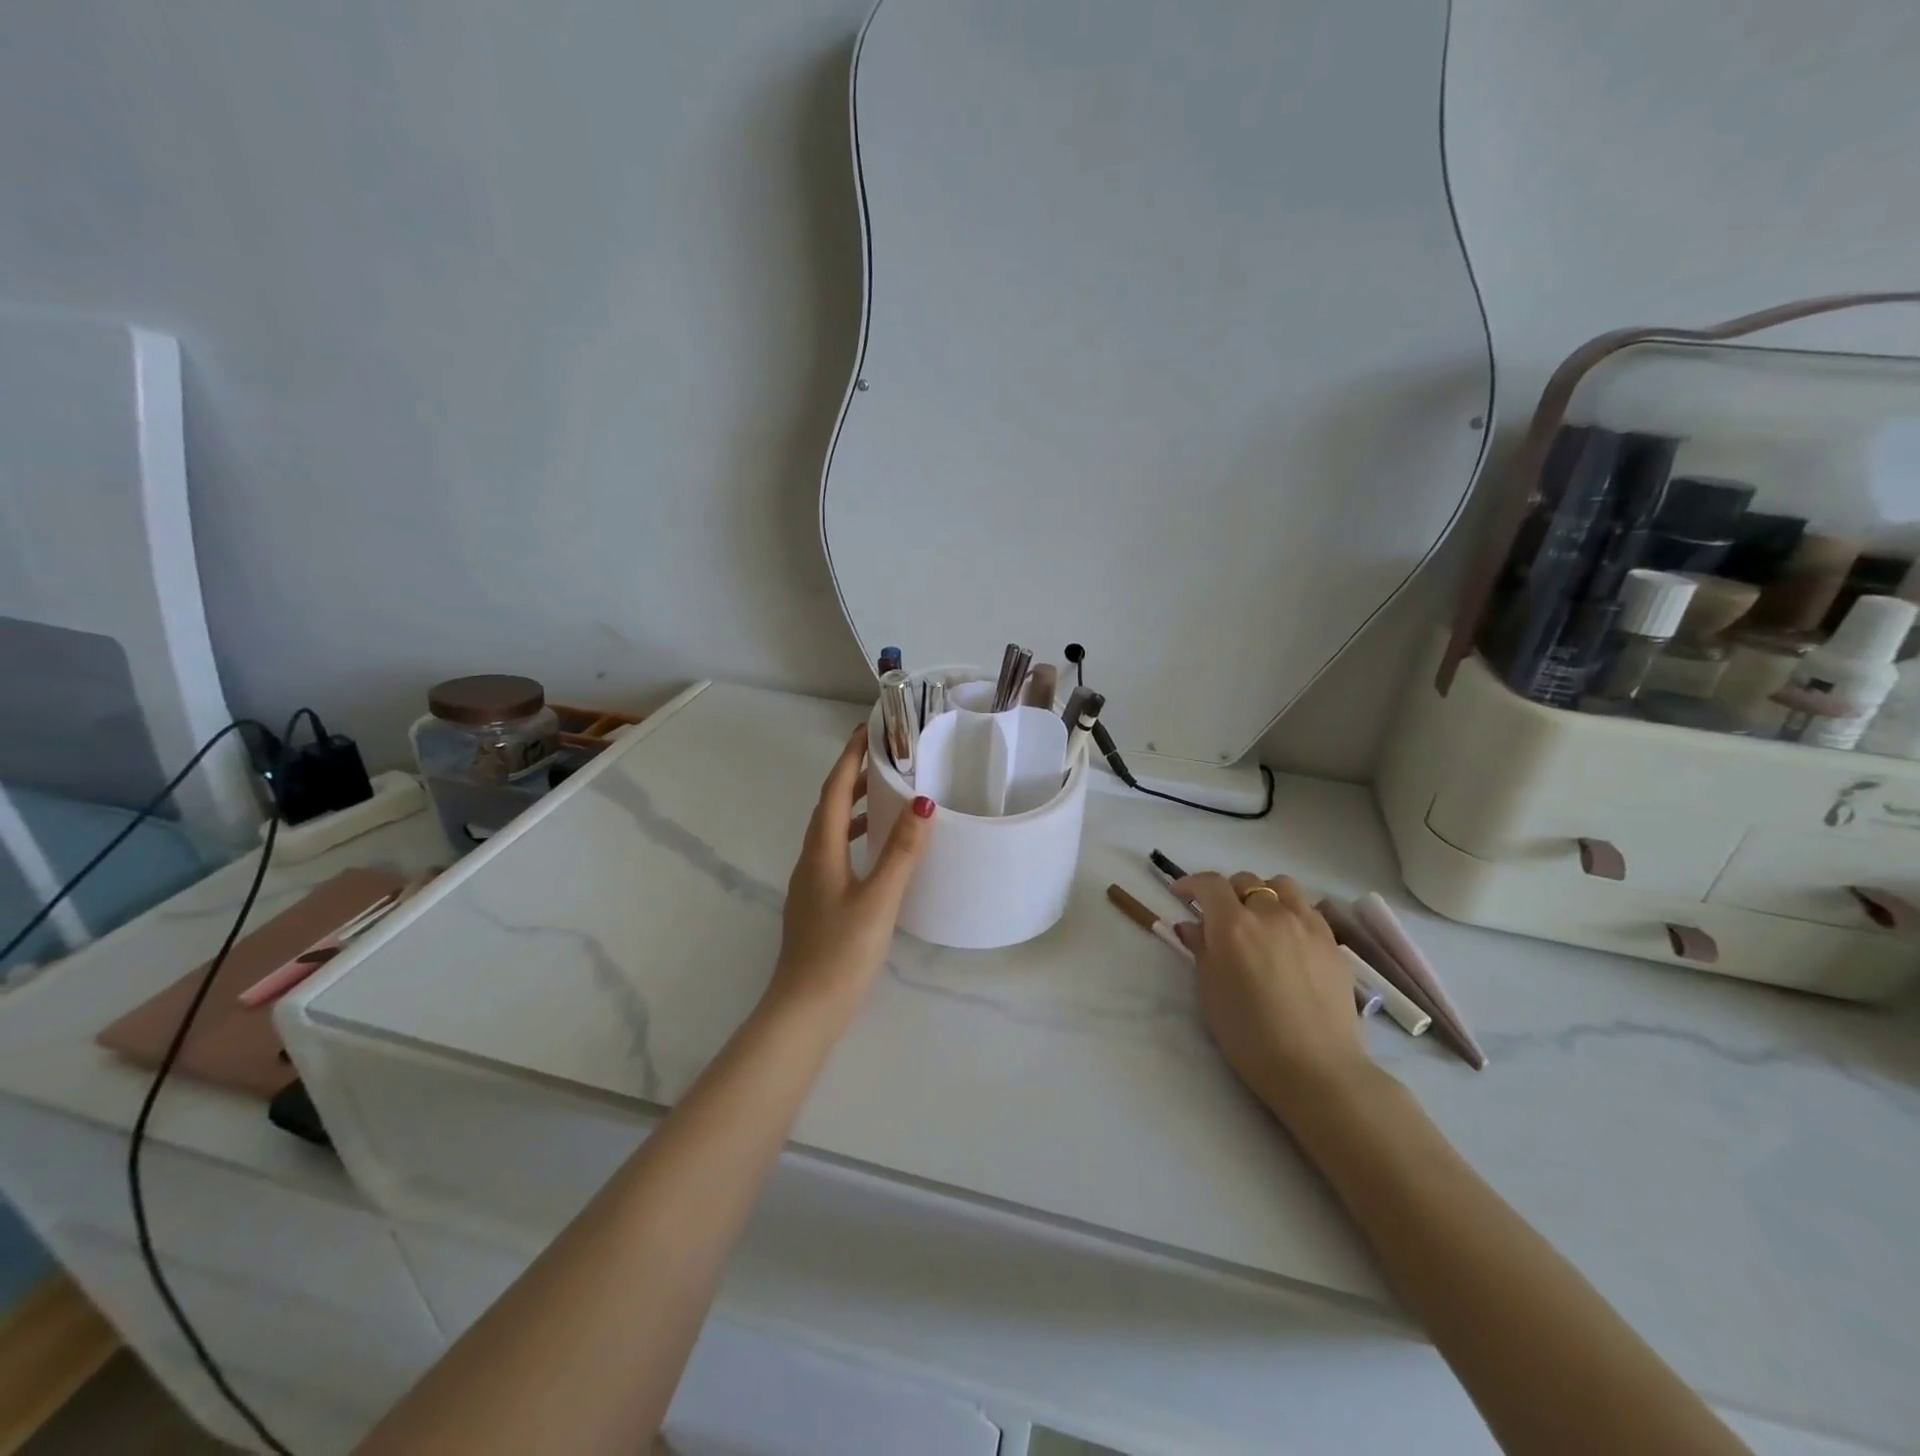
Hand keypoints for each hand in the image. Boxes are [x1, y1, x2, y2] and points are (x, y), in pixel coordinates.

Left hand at [767, 725, 934, 1018]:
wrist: (805, 1010)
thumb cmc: (842, 951)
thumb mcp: (878, 899)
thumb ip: (901, 852)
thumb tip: (923, 803)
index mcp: (820, 852)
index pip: (832, 791)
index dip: (849, 759)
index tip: (865, 729)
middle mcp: (810, 861)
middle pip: (828, 807)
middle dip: (852, 778)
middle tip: (884, 757)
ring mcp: (811, 884)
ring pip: (830, 832)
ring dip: (853, 808)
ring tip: (885, 796)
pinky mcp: (818, 904)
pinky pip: (835, 854)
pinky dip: (854, 839)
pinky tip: (874, 853)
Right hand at [1172, 871, 1372, 1126]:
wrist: (1315, 1068)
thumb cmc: (1248, 1035)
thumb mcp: (1209, 991)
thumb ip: (1201, 949)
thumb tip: (1193, 925)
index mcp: (1233, 925)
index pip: (1209, 884)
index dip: (1191, 883)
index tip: (1181, 894)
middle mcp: (1270, 914)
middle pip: (1245, 881)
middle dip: (1226, 892)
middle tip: (1219, 917)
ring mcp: (1307, 925)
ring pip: (1282, 886)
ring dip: (1264, 894)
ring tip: (1259, 918)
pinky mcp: (1332, 943)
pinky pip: (1308, 909)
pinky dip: (1292, 912)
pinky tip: (1289, 938)